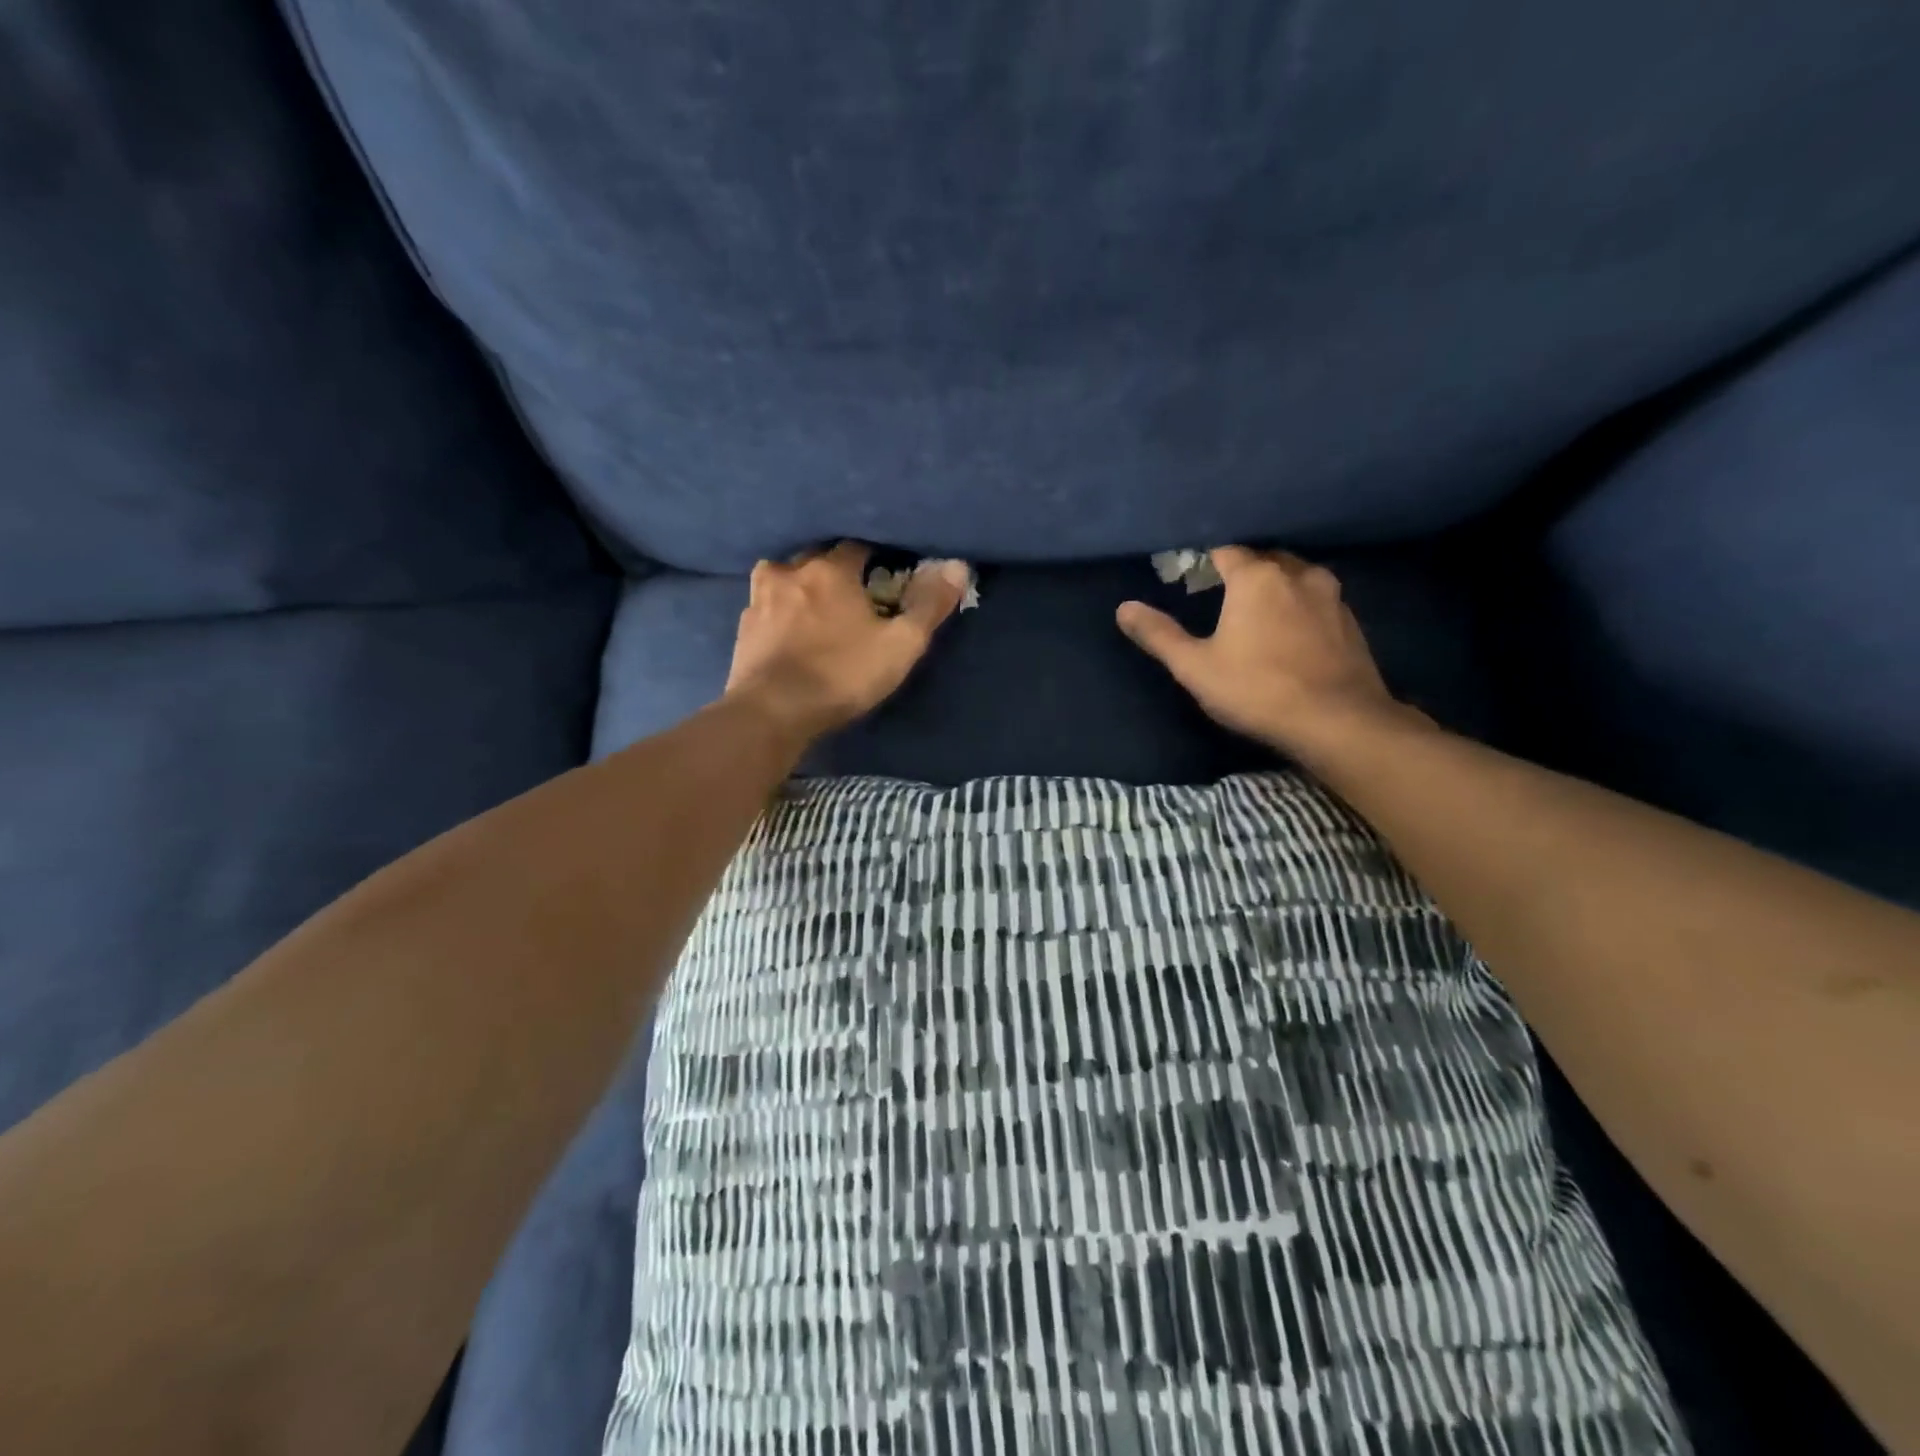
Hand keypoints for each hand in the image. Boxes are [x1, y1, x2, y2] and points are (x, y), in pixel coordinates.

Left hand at [725, 541, 970, 739]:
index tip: (886, 575)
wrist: (773, 712)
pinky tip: (786, 630)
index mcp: (830, 569)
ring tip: (815, 607)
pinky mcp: (743, 628)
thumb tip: (958, 567)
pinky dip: (779, 611)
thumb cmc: (842, 674)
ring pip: (784, 577)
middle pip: (818, 557)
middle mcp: (790, 572)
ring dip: (801, 585)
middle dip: (836, 569)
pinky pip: (765, 606)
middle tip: (853, 594)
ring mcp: (760, 599)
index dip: (875, 558)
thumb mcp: (900, 644)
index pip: (857, 546)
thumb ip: (929, 605)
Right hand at [1117, 546, 1413, 755]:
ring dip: (1275, 585)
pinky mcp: (1350, 621)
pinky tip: (1290, 632)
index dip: (1204, 561)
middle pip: (1263, 558)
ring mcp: (1331, 595)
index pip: (1224, 551)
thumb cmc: (1257, 690)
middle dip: (1241, 570)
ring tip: (1256, 611)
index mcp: (1255, 577)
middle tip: (1219, 594)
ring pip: (1295, 576)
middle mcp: (1296, 573)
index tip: (1189, 576)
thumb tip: (1123, 608)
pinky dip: (1299, 606)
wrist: (1338, 722)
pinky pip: (1316, 599)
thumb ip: (1159, 634)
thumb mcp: (1195, 667)